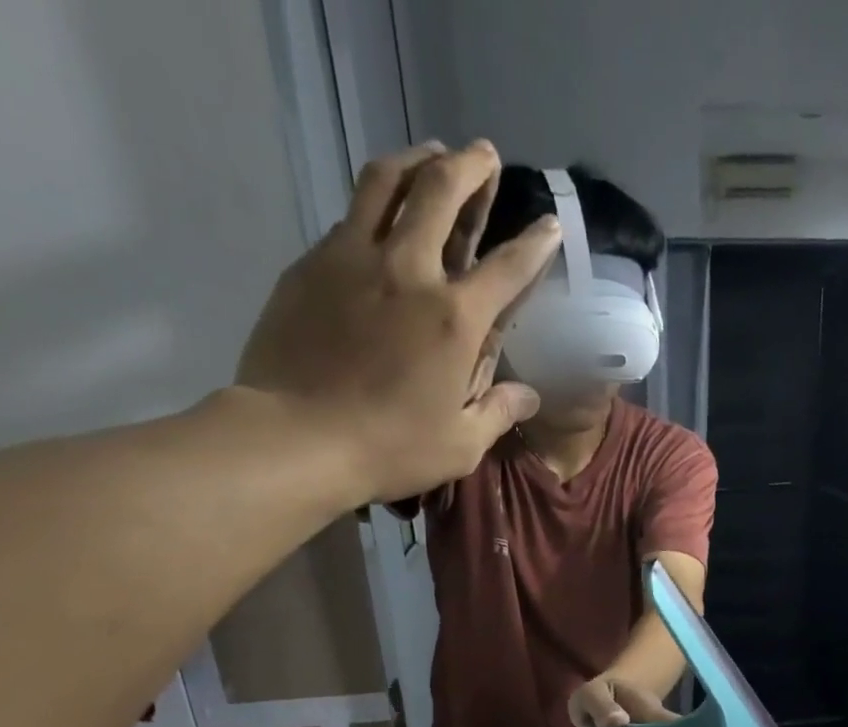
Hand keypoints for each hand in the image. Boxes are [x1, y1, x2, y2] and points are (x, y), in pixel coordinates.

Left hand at [236, 139, 561, 507]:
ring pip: (386, 181)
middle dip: (469, 166)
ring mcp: (354, 258)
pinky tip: (380, 215)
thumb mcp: (460, 446)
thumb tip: (527, 395)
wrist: (298, 437)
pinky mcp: (312, 263)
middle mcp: (409, 271)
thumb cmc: (390, 449)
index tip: (549, 223)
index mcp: (455, 319)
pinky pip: (349, 216)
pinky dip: (374, 203)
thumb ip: (497, 413)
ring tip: (430, 156)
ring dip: (416, 160)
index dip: (535, 243)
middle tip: (482, 155)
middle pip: (441, 191)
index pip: (507, 268)